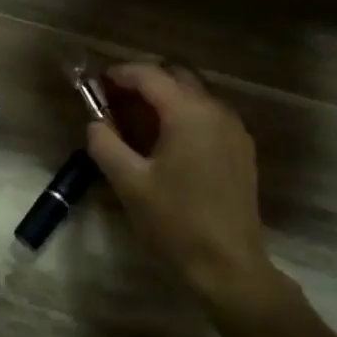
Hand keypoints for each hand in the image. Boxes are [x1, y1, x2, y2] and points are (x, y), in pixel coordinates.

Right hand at [85, 62, 274, 297]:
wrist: (228, 263)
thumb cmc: (174, 221)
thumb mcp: (129, 183)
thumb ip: (105, 145)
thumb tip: (95, 123)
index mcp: (188, 113)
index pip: (150, 75)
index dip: (121, 73)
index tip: (98, 82)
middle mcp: (216, 110)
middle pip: (177, 76)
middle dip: (145, 80)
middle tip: (115, 97)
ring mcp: (234, 129)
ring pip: (196, 94)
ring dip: (166, 97)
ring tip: (137, 119)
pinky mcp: (241, 148)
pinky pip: (209, 115)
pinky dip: (184, 114)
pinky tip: (167, 140)